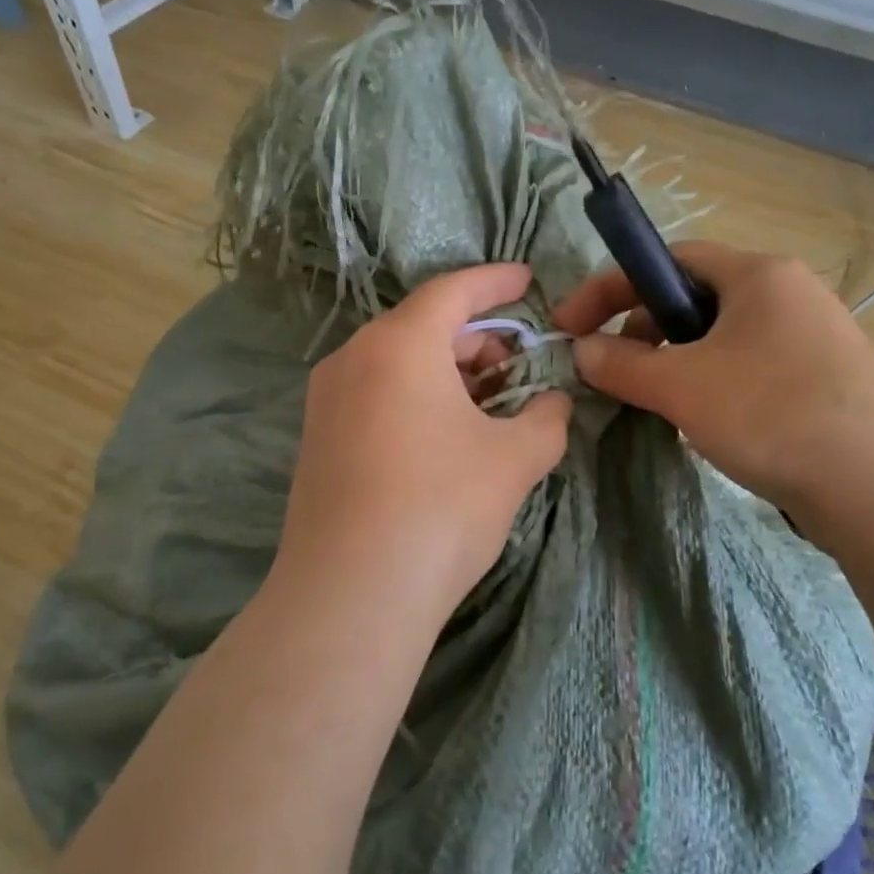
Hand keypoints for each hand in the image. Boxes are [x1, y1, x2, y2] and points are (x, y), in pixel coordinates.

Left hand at [271, 264, 572, 623]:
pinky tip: (446, 432)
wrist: (351, 594)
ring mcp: (328, 398)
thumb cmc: (441, 508)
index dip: (496, 282)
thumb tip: (554, 404)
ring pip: (398, 362)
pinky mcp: (318, 437)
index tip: (528, 280)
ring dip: (447, 370)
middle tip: (518, 362)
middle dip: (477, 337)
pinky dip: (416, 395)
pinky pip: (376, 393)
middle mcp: (354, 357)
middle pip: (424, 326)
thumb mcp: (514, 460)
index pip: (453, 291)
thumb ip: (546, 419)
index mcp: (400, 344)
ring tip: (489, 400)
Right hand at [553, 241, 873, 522]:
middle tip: (620, 372)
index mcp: (757, 274)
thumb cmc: (774, 413)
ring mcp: (812, 338)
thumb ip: (623, 364)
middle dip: (645, 330)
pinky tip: (710, 424)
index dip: (611, 288)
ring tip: (663, 404)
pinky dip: (714, 385)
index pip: (668, 259)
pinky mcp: (824, 380)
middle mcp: (788, 293)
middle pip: (694, 298)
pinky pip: (749, 367)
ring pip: (721, 338)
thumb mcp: (682, 386)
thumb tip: (581, 350)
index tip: (571, 324)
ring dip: (678, 363)